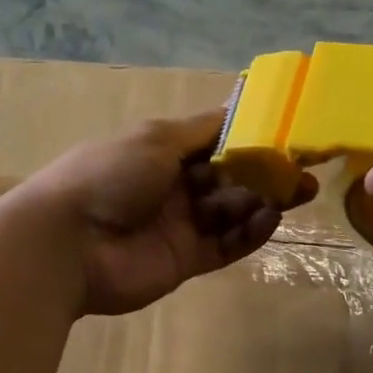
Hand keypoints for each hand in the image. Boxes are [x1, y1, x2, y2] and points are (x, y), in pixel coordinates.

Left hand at [18, 113, 313, 315]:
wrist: (68, 242)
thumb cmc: (109, 176)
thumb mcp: (155, 139)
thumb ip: (200, 131)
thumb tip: (238, 110)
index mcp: (160, 152)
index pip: (214, 142)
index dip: (249, 140)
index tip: (286, 137)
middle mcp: (172, 187)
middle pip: (228, 179)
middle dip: (264, 174)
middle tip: (304, 173)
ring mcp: (179, 226)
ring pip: (230, 212)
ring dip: (262, 203)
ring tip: (297, 195)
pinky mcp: (184, 261)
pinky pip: (225, 246)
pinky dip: (249, 234)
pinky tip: (271, 220)